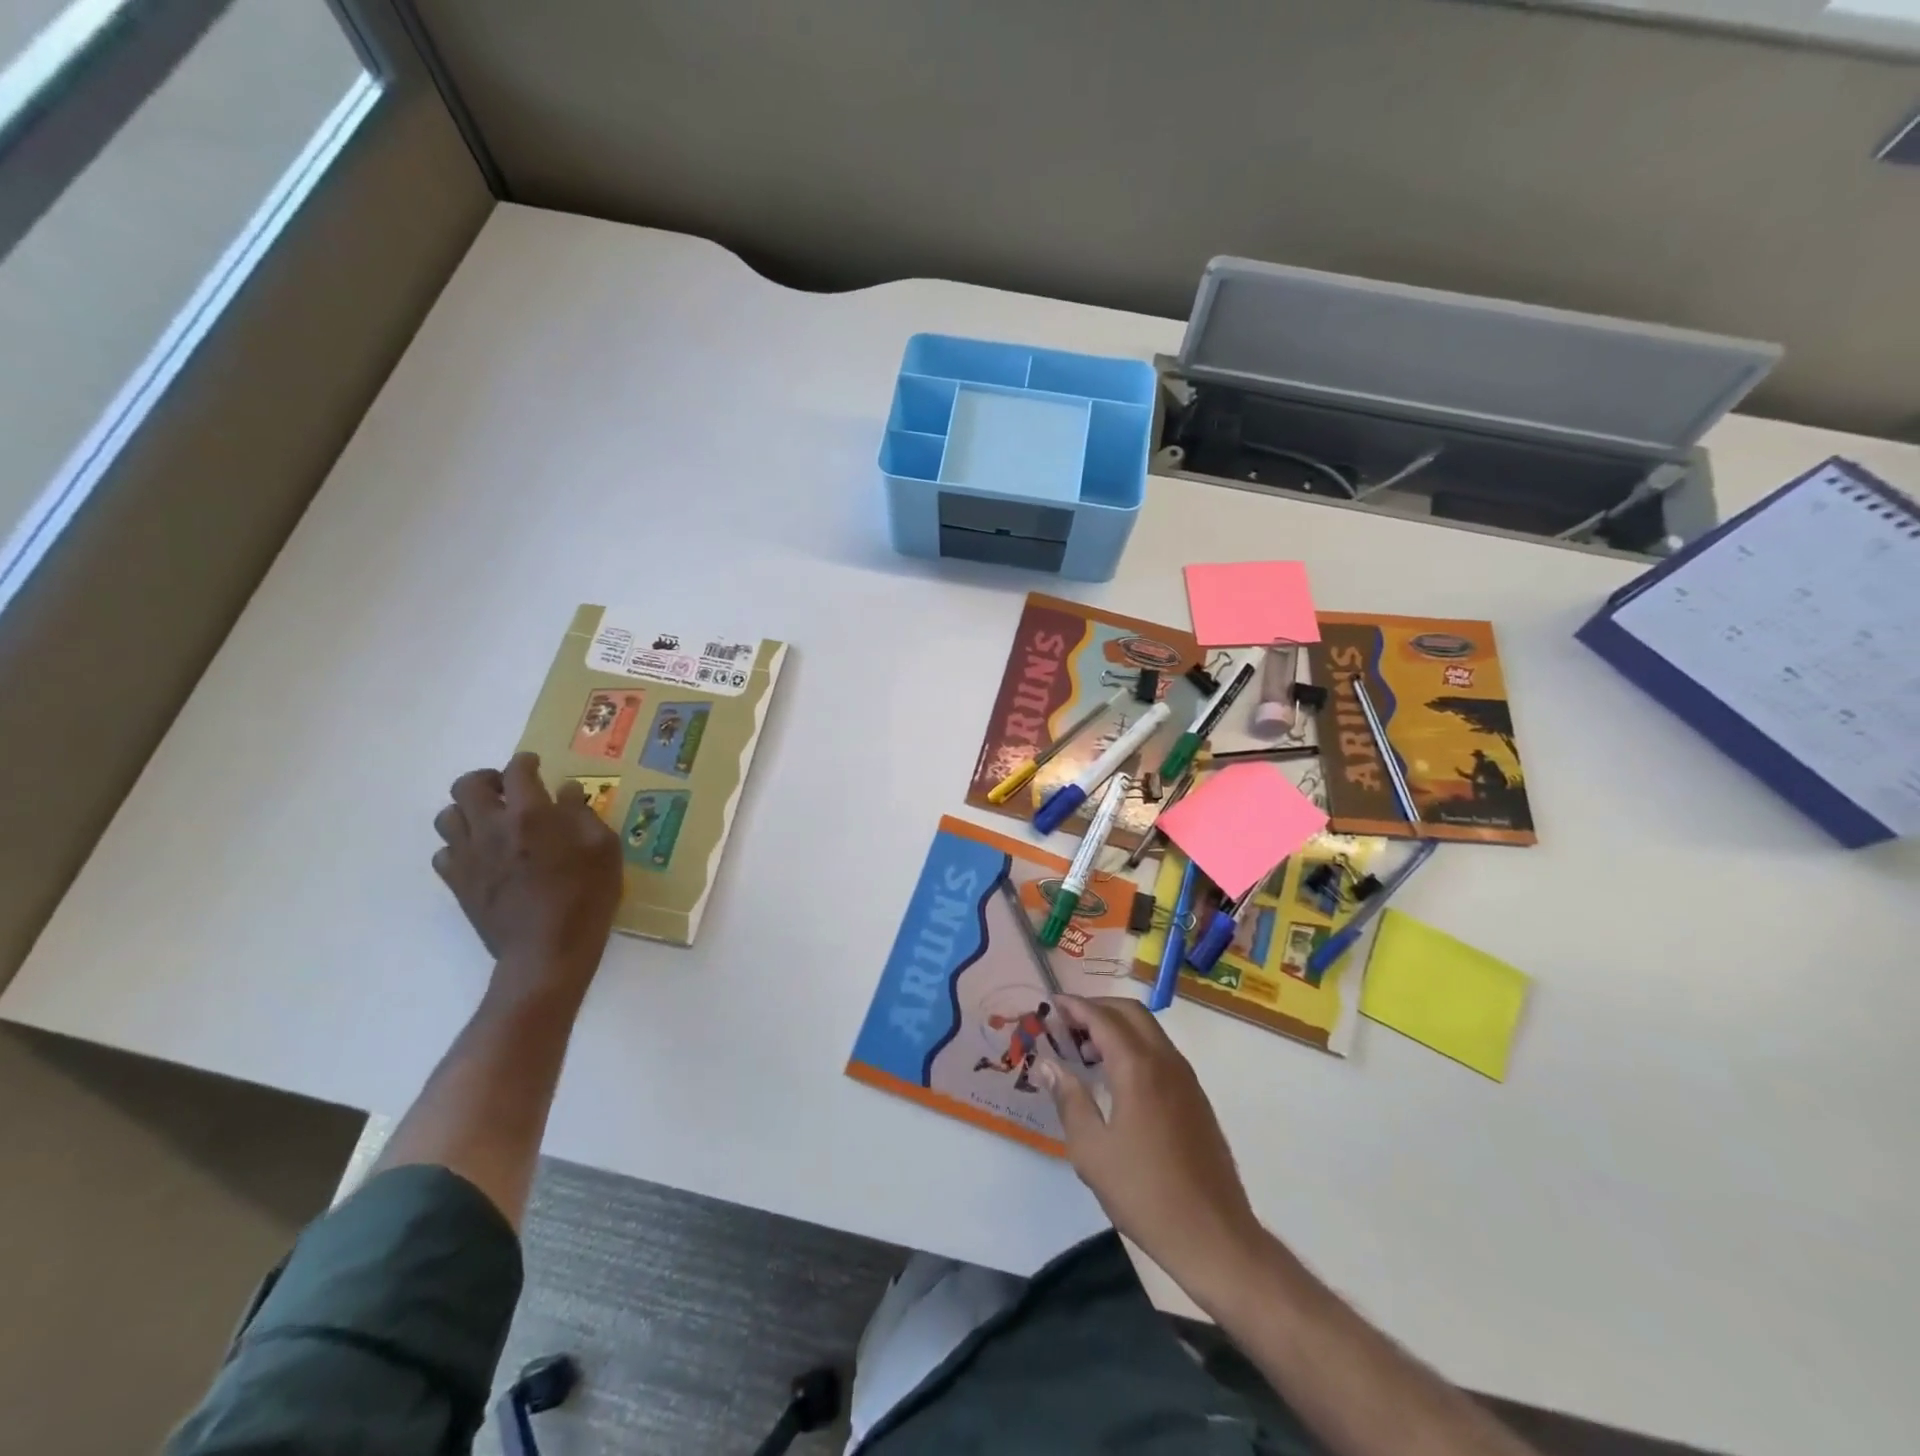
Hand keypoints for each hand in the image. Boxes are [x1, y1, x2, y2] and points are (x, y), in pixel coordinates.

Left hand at [432, 753, 622, 997]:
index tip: (535, 765)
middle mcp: (491, 827)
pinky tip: (483, 856)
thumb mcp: (604, 849)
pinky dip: (460, 846)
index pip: (516, 771)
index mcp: (530, 814)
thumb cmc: (586, 897)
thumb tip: (567, 792)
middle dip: (487, 780)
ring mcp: (468, 856)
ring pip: (447, 816)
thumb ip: (584, 814)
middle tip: (508, 790)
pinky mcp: (458, 883)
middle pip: (466, 785)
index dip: (525, 762)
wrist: (547, 952)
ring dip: (468, 811)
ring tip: (492, 821)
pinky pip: (444, 852)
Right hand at [1039, 995, 1266, 1301]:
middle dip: (1098, 1008)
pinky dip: (1135, 1046)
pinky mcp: (1196, 1098)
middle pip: (1131, 1012)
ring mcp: (1186, 1079)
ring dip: (1118, 1026)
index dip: (1075, 1006)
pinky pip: (1161, 1052)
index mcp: (1138, 1068)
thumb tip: (1049, 1065)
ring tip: (1087, 1050)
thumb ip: (1069, 1100)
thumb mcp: (1092, 1151)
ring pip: (1149, 1030)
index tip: (1052, 1004)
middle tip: (1068, 1023)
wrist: (1214, 1236)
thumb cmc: (1144, 1194)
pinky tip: (1117, 1077)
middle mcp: (1166, 1061)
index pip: (1102, 1018)